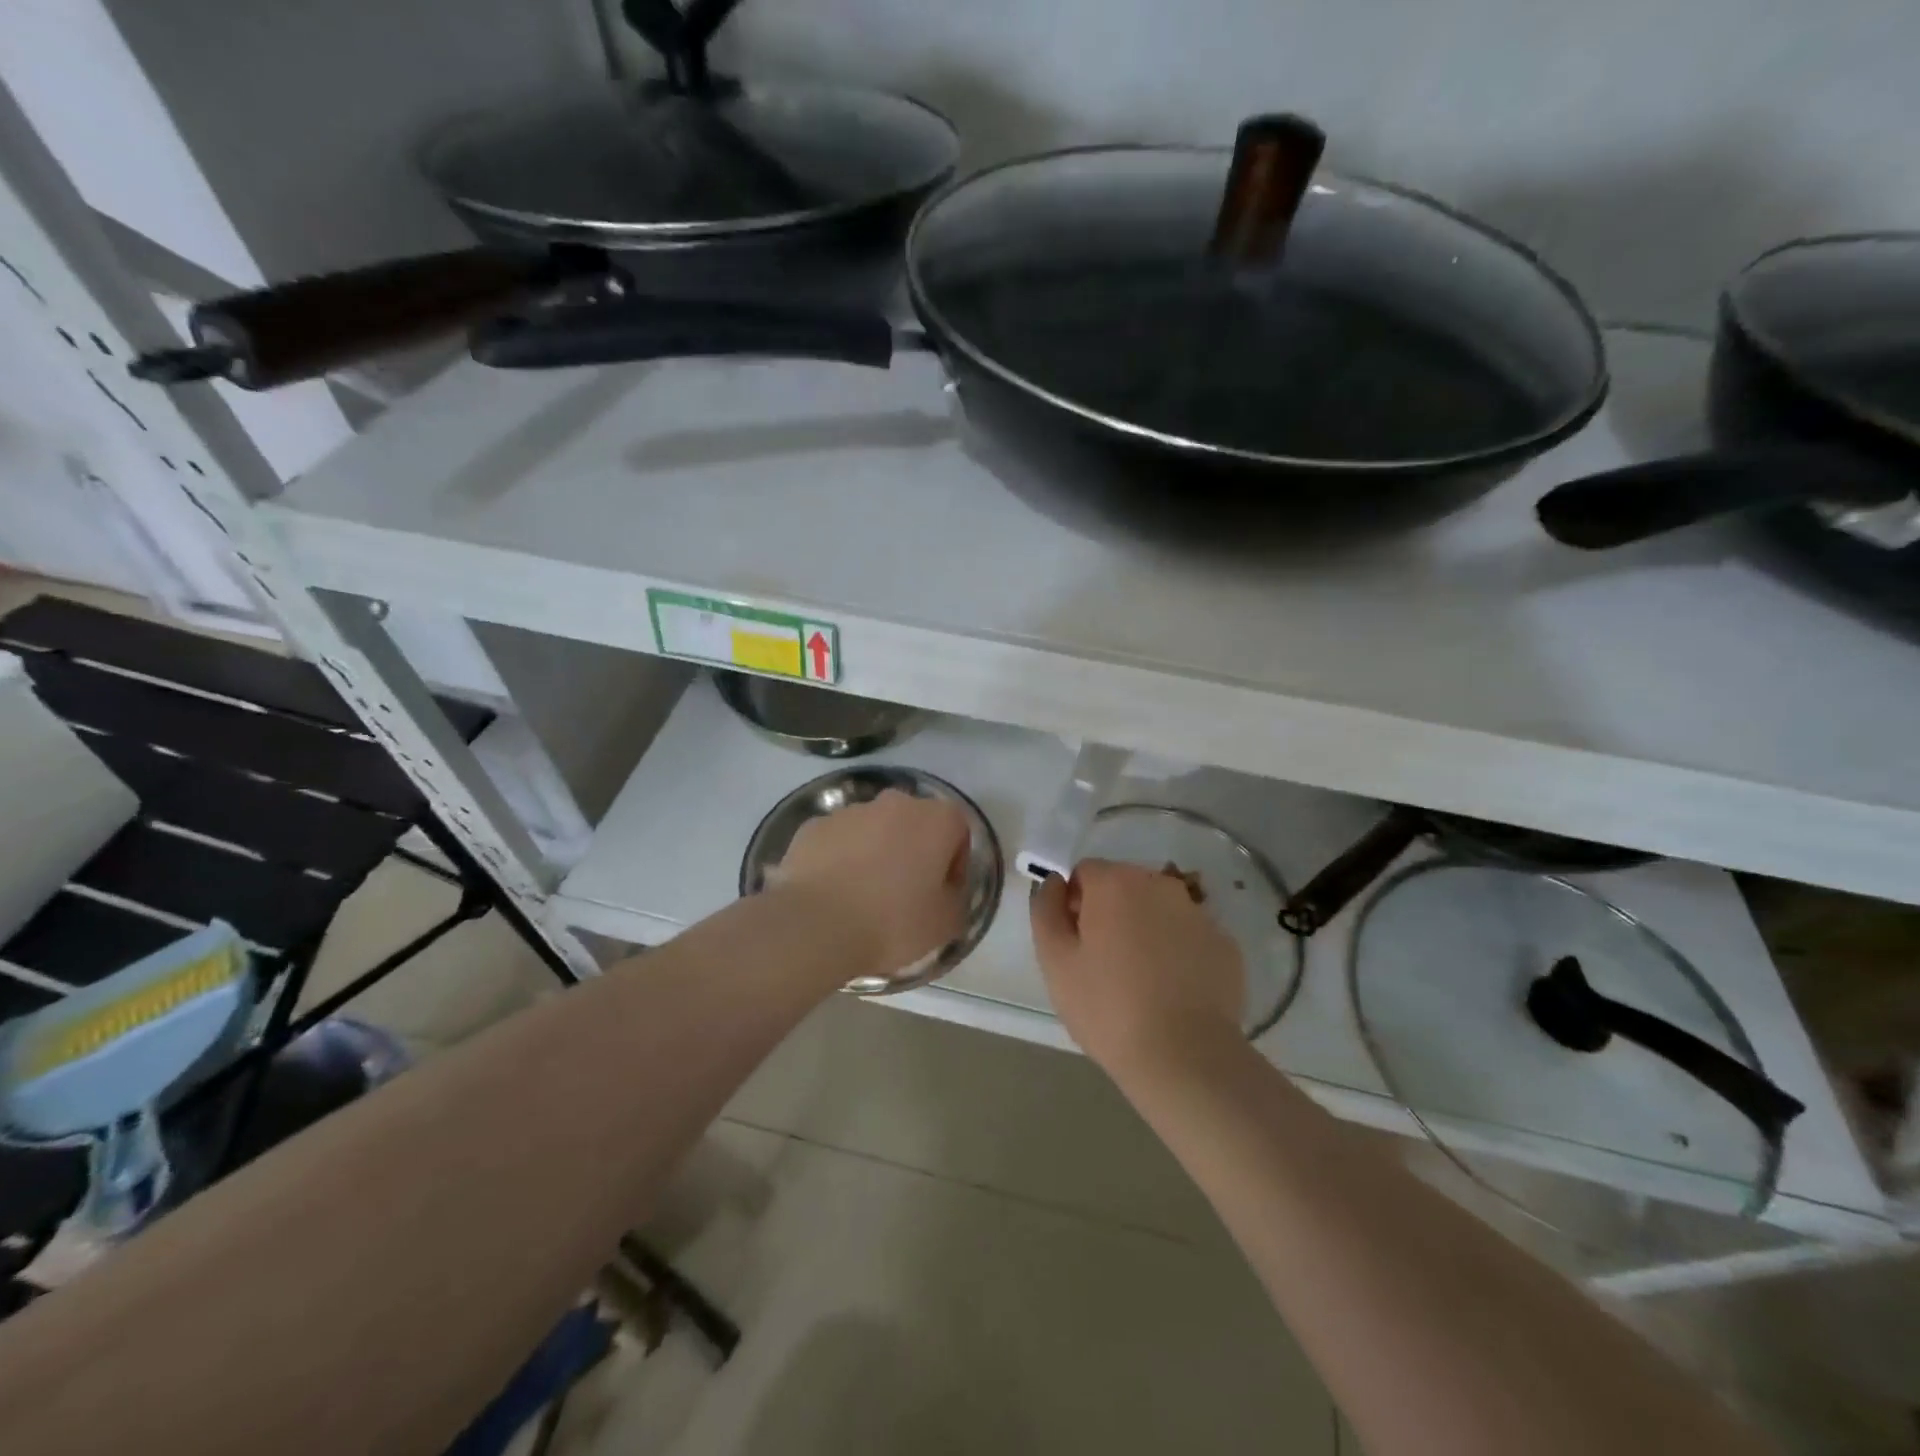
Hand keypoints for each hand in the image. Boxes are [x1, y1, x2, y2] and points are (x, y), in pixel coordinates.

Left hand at [771, 789, 971, 980]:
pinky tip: (834, 893)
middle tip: (906, 892)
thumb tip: (947, 891)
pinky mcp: (814, 826)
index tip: (943, 893)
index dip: (954, 862)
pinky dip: (840, 858)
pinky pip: (838, 840)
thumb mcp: (946, 923)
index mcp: (936, 819)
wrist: (817, 927)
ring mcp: (850, 810)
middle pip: (913, 822)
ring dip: (876, 852)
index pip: (958, 830)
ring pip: (873, 828)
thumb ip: (956, 898)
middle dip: (913, 850)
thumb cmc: (893, 922)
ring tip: (864, 895)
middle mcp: (895, 803)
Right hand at [1031, 859, 1245, 1079]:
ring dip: (1146, 930)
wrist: (1185, 1057)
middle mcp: (1161, 885)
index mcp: (1116, 882)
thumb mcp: (1054, 960)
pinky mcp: (1226, 945)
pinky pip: (1189, 937)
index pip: (1085, 872)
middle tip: (1103, 964)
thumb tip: (1055, 882)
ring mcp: (1199, 914)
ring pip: (1159, 910)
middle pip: (1125, 886)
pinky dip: (1178, 953)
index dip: (1074, 904)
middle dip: (1111, 913)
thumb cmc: (1108, 1006)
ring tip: (1140, 981)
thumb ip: (1046, 909)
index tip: (1075, 944)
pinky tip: (1172, 992)